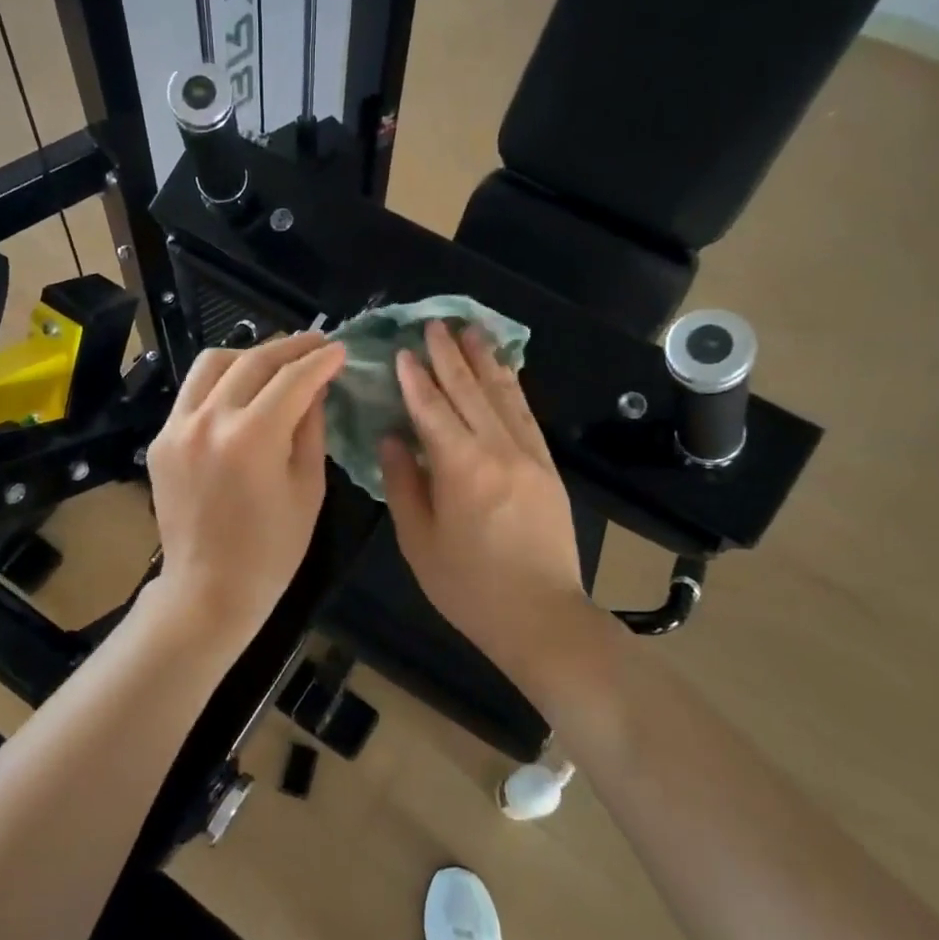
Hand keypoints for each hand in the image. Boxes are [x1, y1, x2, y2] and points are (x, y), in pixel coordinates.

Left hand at [143, 332, 344, 649]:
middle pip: (253, 360)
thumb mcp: (308, 488)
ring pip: (213, 363)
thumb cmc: (271, 550)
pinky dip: (220, 382)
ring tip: (276, 361)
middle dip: (291, 346)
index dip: (320, 360)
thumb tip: (316, 387)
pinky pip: (193, 392)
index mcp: (253, 437)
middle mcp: (210, 420)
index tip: (339, 350)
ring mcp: (177, 427)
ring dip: (249, 354)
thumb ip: (312, 428)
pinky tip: (240, 392)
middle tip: (317, 343)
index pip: (293, 379)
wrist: (208, 589)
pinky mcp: (161, 439)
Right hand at [380, 321, 596, 667]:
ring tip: (470, 330)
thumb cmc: (468, 586)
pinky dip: (512, 388)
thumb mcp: (418, 540)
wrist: (540, 616)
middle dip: (449, 355)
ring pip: (503, 396)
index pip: (432, 409)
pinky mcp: (547, 467)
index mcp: (460, 468)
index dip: (415, 379)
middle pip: (469, 391)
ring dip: (484, 361)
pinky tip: (504, 371)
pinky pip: (526, 416)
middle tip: (434, 323)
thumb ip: (403, 483)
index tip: (402, 351)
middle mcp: (497, 450)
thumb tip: (391, 439)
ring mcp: (528, 456)